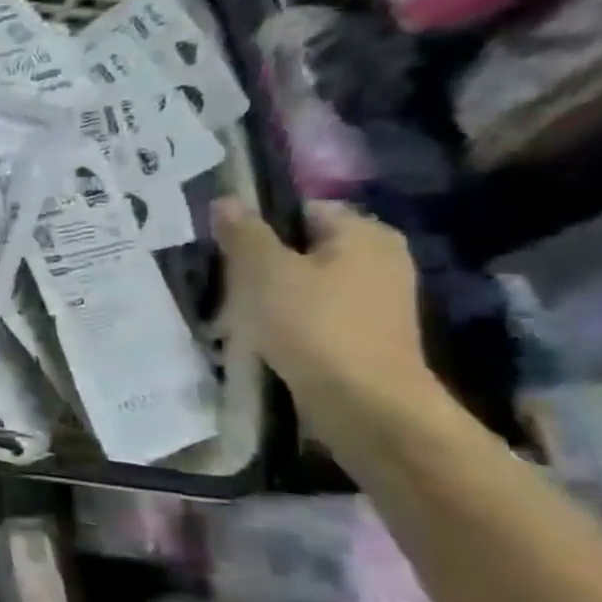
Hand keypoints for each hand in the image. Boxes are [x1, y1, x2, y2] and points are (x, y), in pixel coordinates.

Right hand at [213, 198, 435, 410]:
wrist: (362, 402)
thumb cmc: (312, 323)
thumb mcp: (263, 269)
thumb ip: (243, 232)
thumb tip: (227, 200)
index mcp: (364, 233)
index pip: (301, 209)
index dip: (258, 223)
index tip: (222, 246)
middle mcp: (379, 259)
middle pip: (301, 247)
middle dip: (258, 263)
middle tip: (221, 280)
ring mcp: (375, 300)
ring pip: (302, 283)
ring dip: (266, 295)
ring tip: (231, 313)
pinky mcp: (363, 334)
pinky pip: (312, 313)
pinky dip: (284, 320)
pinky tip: (257, 336)